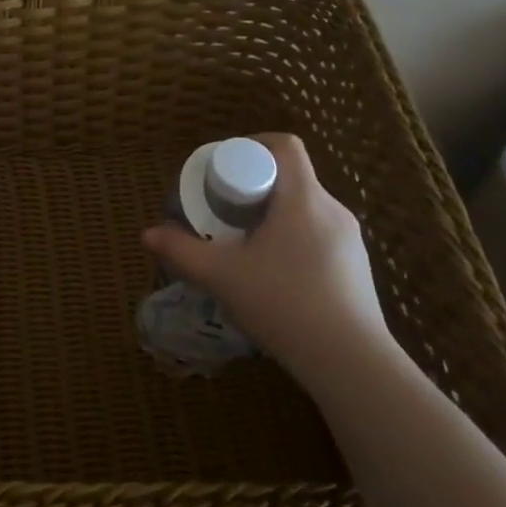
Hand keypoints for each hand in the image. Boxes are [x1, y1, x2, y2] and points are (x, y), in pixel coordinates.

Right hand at [142, 133, 389, 376]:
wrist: (350, 362)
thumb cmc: (283, 304)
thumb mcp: (221, 276)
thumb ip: (181, 251)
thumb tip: (148, 234)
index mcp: (303, 199)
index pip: (285, 145)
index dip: (252, 144)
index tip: (224, 167)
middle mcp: (333, 210)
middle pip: (292, 177)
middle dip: (254, 185)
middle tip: (223, 209)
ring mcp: (350, 240)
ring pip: (305, 208)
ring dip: (273, 214)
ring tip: (244, 242)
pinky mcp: (357, 267)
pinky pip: (319, 235)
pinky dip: (292, 238)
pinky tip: (274, 273)